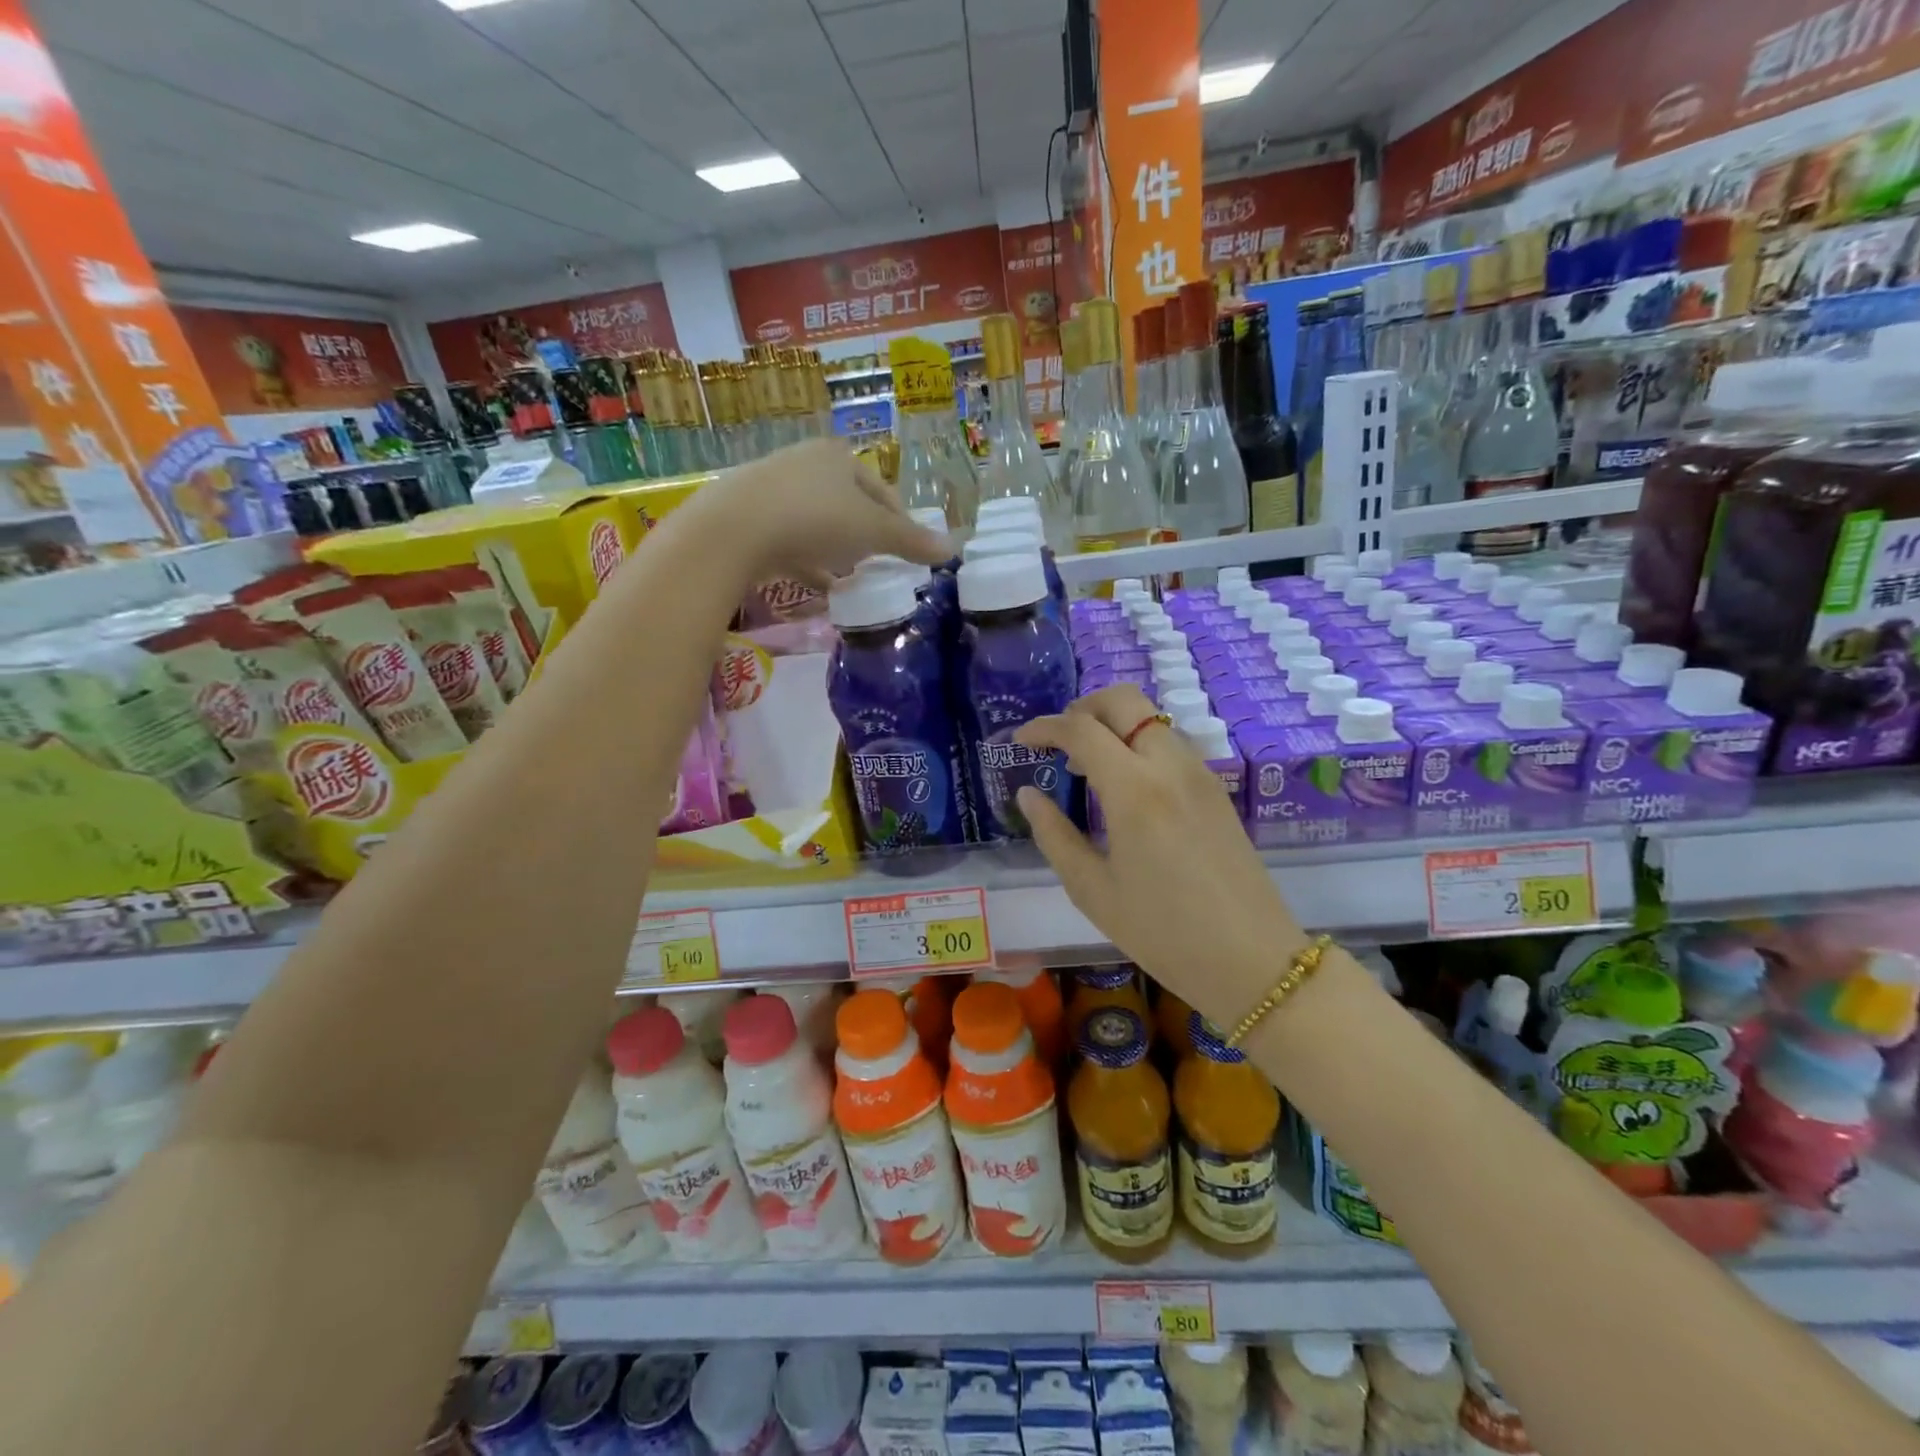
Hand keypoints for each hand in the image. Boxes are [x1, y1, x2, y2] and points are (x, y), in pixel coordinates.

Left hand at [696, 439, 949, 589]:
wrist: (733, 530)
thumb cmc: (814, 519)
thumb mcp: (871, 532)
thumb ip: (910, 542)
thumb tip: (951, 549)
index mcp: (839, 457)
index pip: (882, 491)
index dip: (899, 523)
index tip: (906, 553)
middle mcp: (805, 463)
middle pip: (849, 505)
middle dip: (865, 537)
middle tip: (878, 565)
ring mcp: (773, 488)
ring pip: (818, 522)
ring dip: (836, 550)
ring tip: (850, 578)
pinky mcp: (749, 517)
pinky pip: (790, 540)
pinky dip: (808, 560)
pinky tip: (819, 585)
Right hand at [1013, 685, 1309, 1028]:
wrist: (1253, 961)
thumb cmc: (1163, 933)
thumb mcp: (1092, 890)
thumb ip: (1054, 834)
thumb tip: (1028, 795)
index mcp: (1134, 790)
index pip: (1081, 729)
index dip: (1043, 727)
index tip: (1020, 739)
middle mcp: (1170, 766)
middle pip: (1124, 700)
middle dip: (1082, 708)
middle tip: (1057, 742)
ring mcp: (1200, 774)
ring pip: (1151, 719)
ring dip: (1113, 725)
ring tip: (1086, 767)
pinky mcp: (1216, 789)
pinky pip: (1170, 744)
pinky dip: (1138, 744)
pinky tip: (1124, 786)